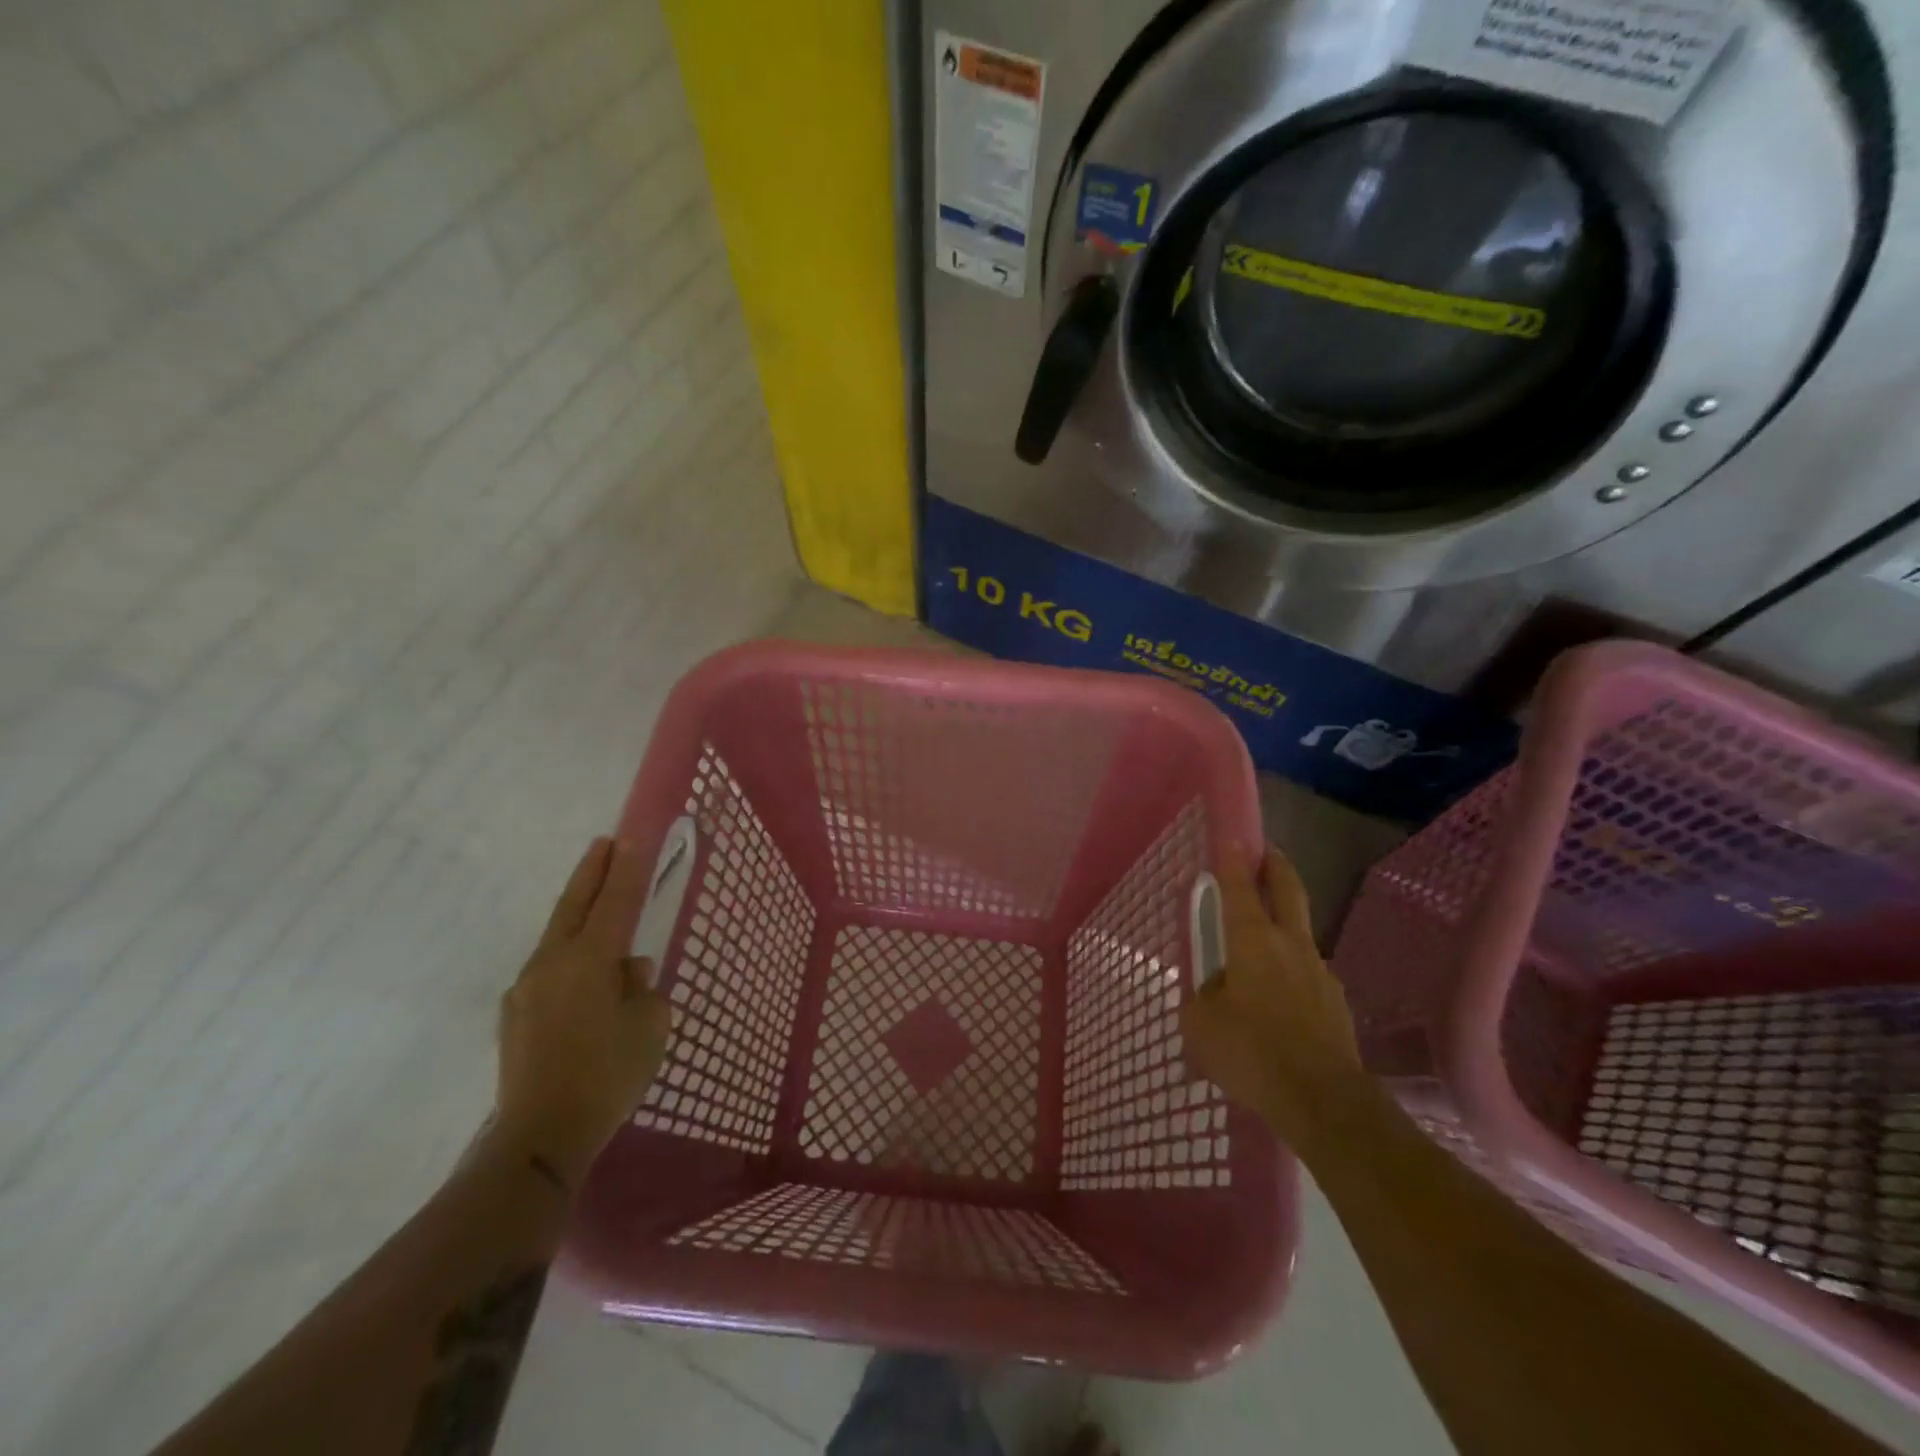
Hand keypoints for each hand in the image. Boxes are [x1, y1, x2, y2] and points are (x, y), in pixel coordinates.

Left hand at [491, 837, 671, 1189]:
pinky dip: (570, 960)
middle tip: (604, 843)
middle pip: (573, 905)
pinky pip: (549, 972)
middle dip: (592, 872)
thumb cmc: (608, 1074)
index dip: (628, 868)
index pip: (615, 901)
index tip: (633, 836)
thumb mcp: (649, 1027)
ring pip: (558, 938)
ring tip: (603, 916)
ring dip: (579, 917)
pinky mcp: (514, 1016)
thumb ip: (642, 987)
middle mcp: (552, 963)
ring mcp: (526, 988)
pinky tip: (586, 983)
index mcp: (589, 959)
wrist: (540, 1136)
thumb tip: (629, 969)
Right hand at [1182, 848, 1364, 1153]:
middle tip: (1268, 852)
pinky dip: (1292, 973)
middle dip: (1276, 866)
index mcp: (1252, 940)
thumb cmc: (1251, 1051)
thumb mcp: (1201, 1025)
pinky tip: (1279, 1000)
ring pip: (1300, 935)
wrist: (1322, 1100)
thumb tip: (1214, 992)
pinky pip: (1307, 976)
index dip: (1232, 859)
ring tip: (1263, 946)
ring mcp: (1320, 972)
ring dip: (1285, 926)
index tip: (1231, 836)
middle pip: (1288, 891)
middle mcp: (1290, 945)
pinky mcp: (1336, 1004)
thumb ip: (1202, 998)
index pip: (1239, 887)